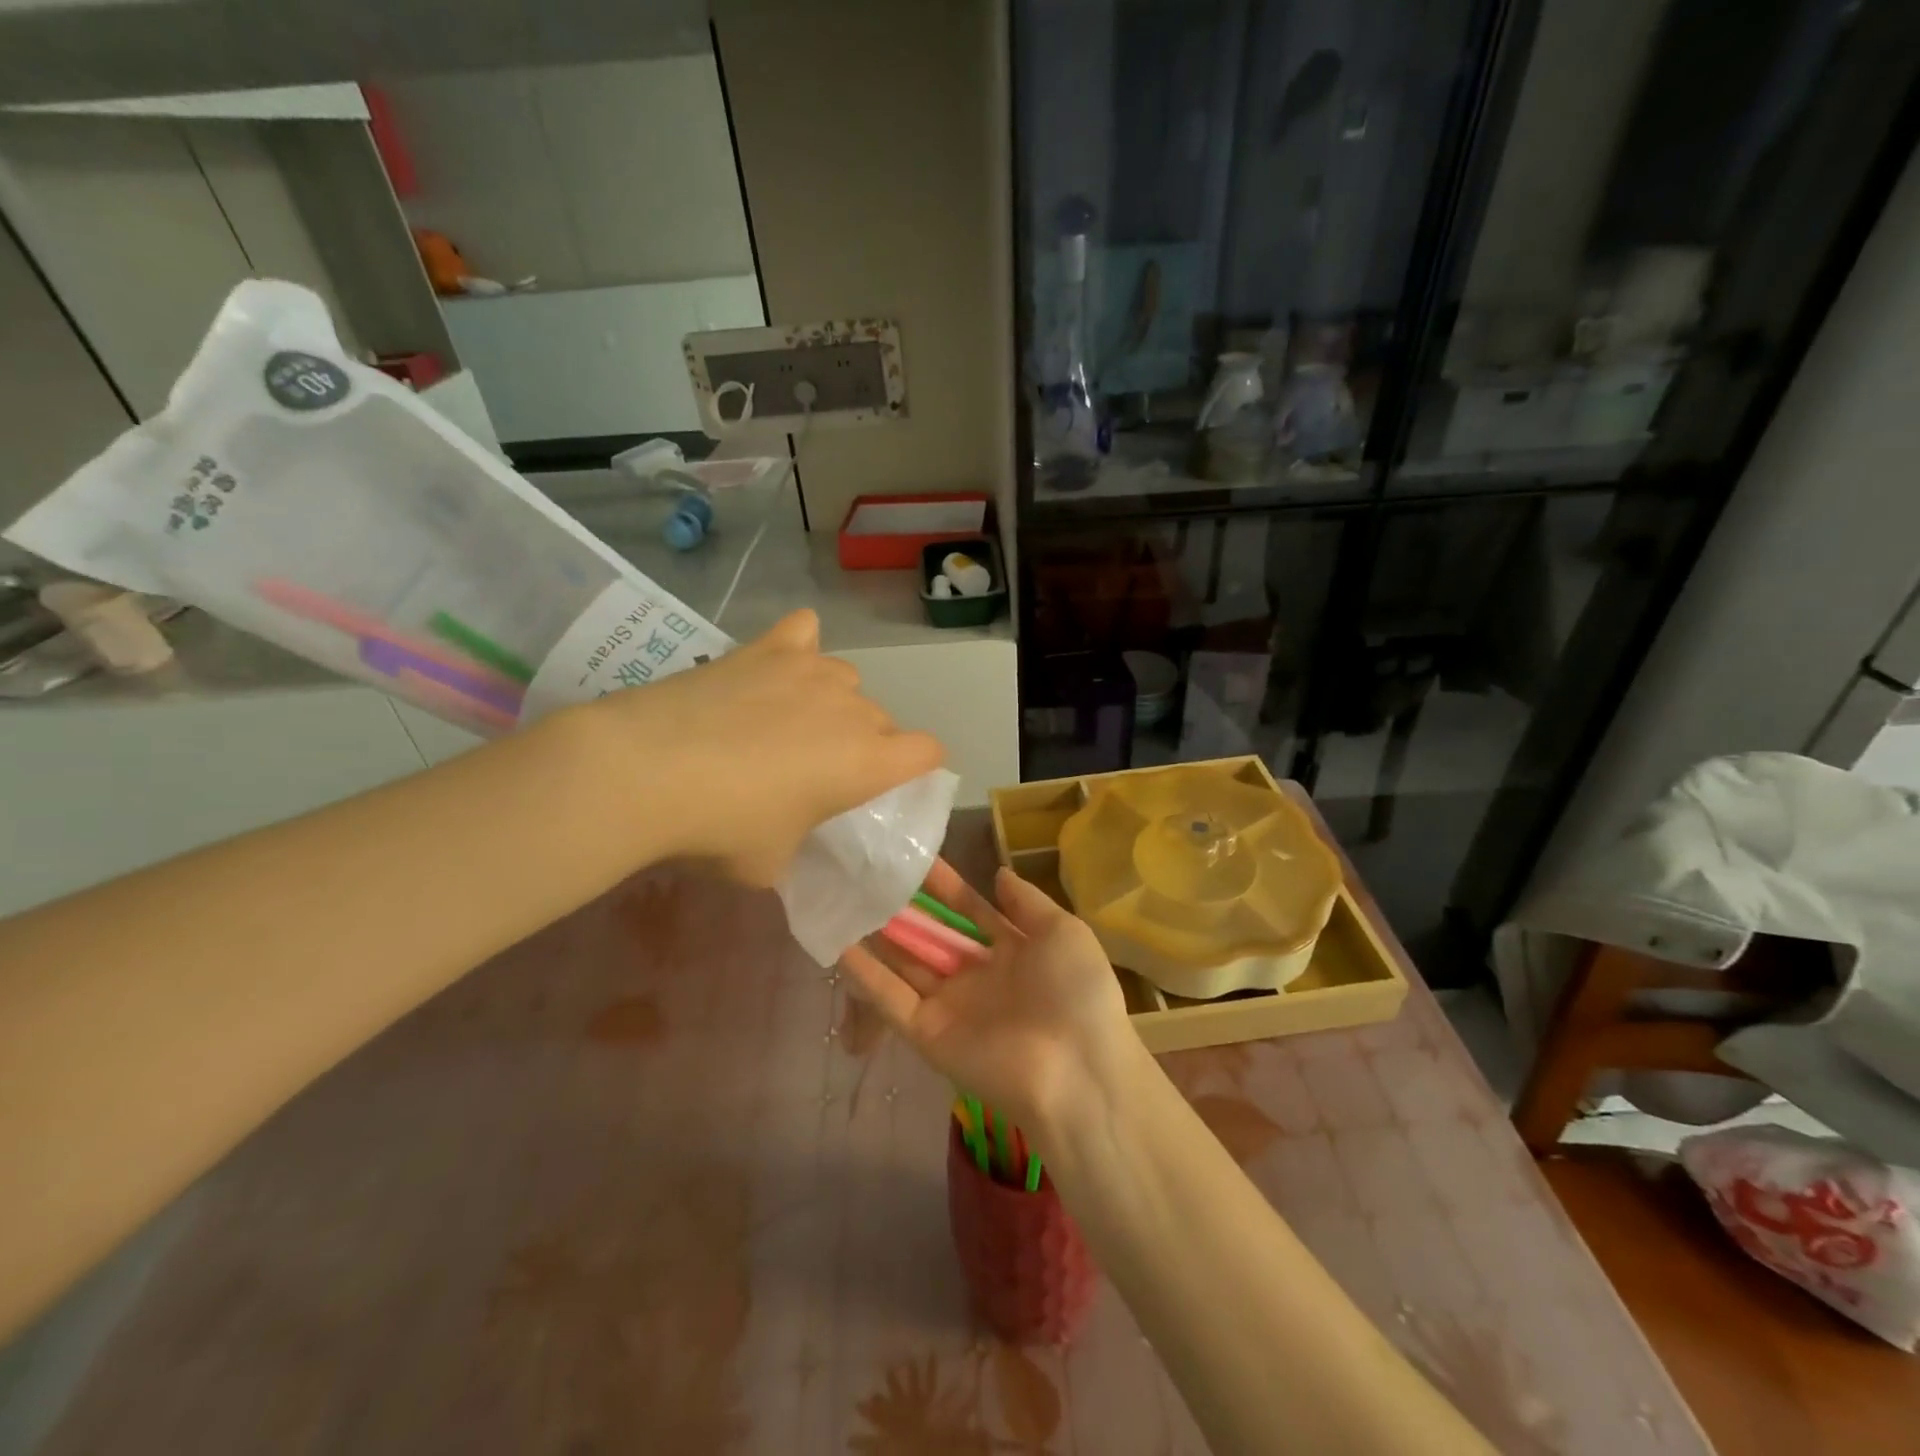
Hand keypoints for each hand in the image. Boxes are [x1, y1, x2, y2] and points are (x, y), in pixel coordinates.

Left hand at [579, 609, 943, 884]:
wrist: (646, 772)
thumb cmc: (720, 830)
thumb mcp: (771, 863)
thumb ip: (798, 840)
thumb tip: (786, 830)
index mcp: (868, 762)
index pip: (928, 751)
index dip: (916, 766)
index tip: (887, 782)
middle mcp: (852, 709)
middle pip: (881, 718)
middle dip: (861, 743)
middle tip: (814, 771)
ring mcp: (810, 670)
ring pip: (844, 680)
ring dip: (829, 701)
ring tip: (786, 722)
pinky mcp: (766, 648)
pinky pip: (802, 632)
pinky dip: (797, 647)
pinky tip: (775, 666)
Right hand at [839, 861, 1139, 1142]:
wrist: (1076, 1070)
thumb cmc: (1076, 992)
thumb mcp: (1063, 933)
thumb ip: (1027, 903)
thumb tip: (999, 873)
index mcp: (1011, 951)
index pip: (968, 910)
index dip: (944, 886)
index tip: (915, 858)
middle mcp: (976, 976)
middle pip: (932, 935)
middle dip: (905, 906)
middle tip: (868, 872)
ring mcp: (949, 1005)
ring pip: (905, 962)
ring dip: (878, 934)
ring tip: (844, 897)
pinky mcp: (926, 1033)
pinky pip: (890, 998)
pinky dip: (865, 974)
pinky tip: (838, 943)